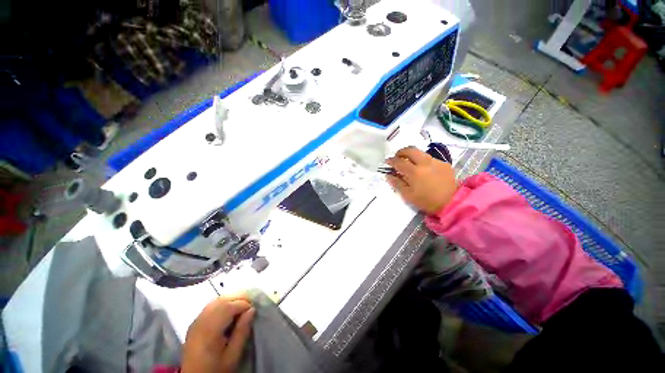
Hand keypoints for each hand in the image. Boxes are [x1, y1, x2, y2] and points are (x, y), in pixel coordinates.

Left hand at [182, 294, 255, 372]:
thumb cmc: (216, 370)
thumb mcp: (233, 356)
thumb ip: (242, 332)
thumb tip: (252, 310)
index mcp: (209, 330)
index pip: (228, 307)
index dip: (243, 304)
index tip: (253, 310)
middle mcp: (200, 322)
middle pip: (220, 300)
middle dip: (238, 298)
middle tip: (250, 305)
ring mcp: (195, 322)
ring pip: (215, 301)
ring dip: (230, 299)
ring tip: (241, 307)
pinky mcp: (194, 325)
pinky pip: (209, 307)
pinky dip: (222, 304)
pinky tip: (228, 312)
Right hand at [385, 147, 457, 214]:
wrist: (452, 202)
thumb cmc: (427, 201)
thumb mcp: (409, 195)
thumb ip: (397, 184)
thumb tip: (388, 175)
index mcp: (414, 172)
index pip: (399, 162)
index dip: (391, 161)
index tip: (387, 162)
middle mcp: (424, 163)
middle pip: (410, 150)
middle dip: (401, 152)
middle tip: (398, 157)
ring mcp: (436, 162)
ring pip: (421, 152)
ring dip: (412, 155)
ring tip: (410, 162)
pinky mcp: (444, 163)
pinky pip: (430, 158)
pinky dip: (423, 161)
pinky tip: (424, 169)